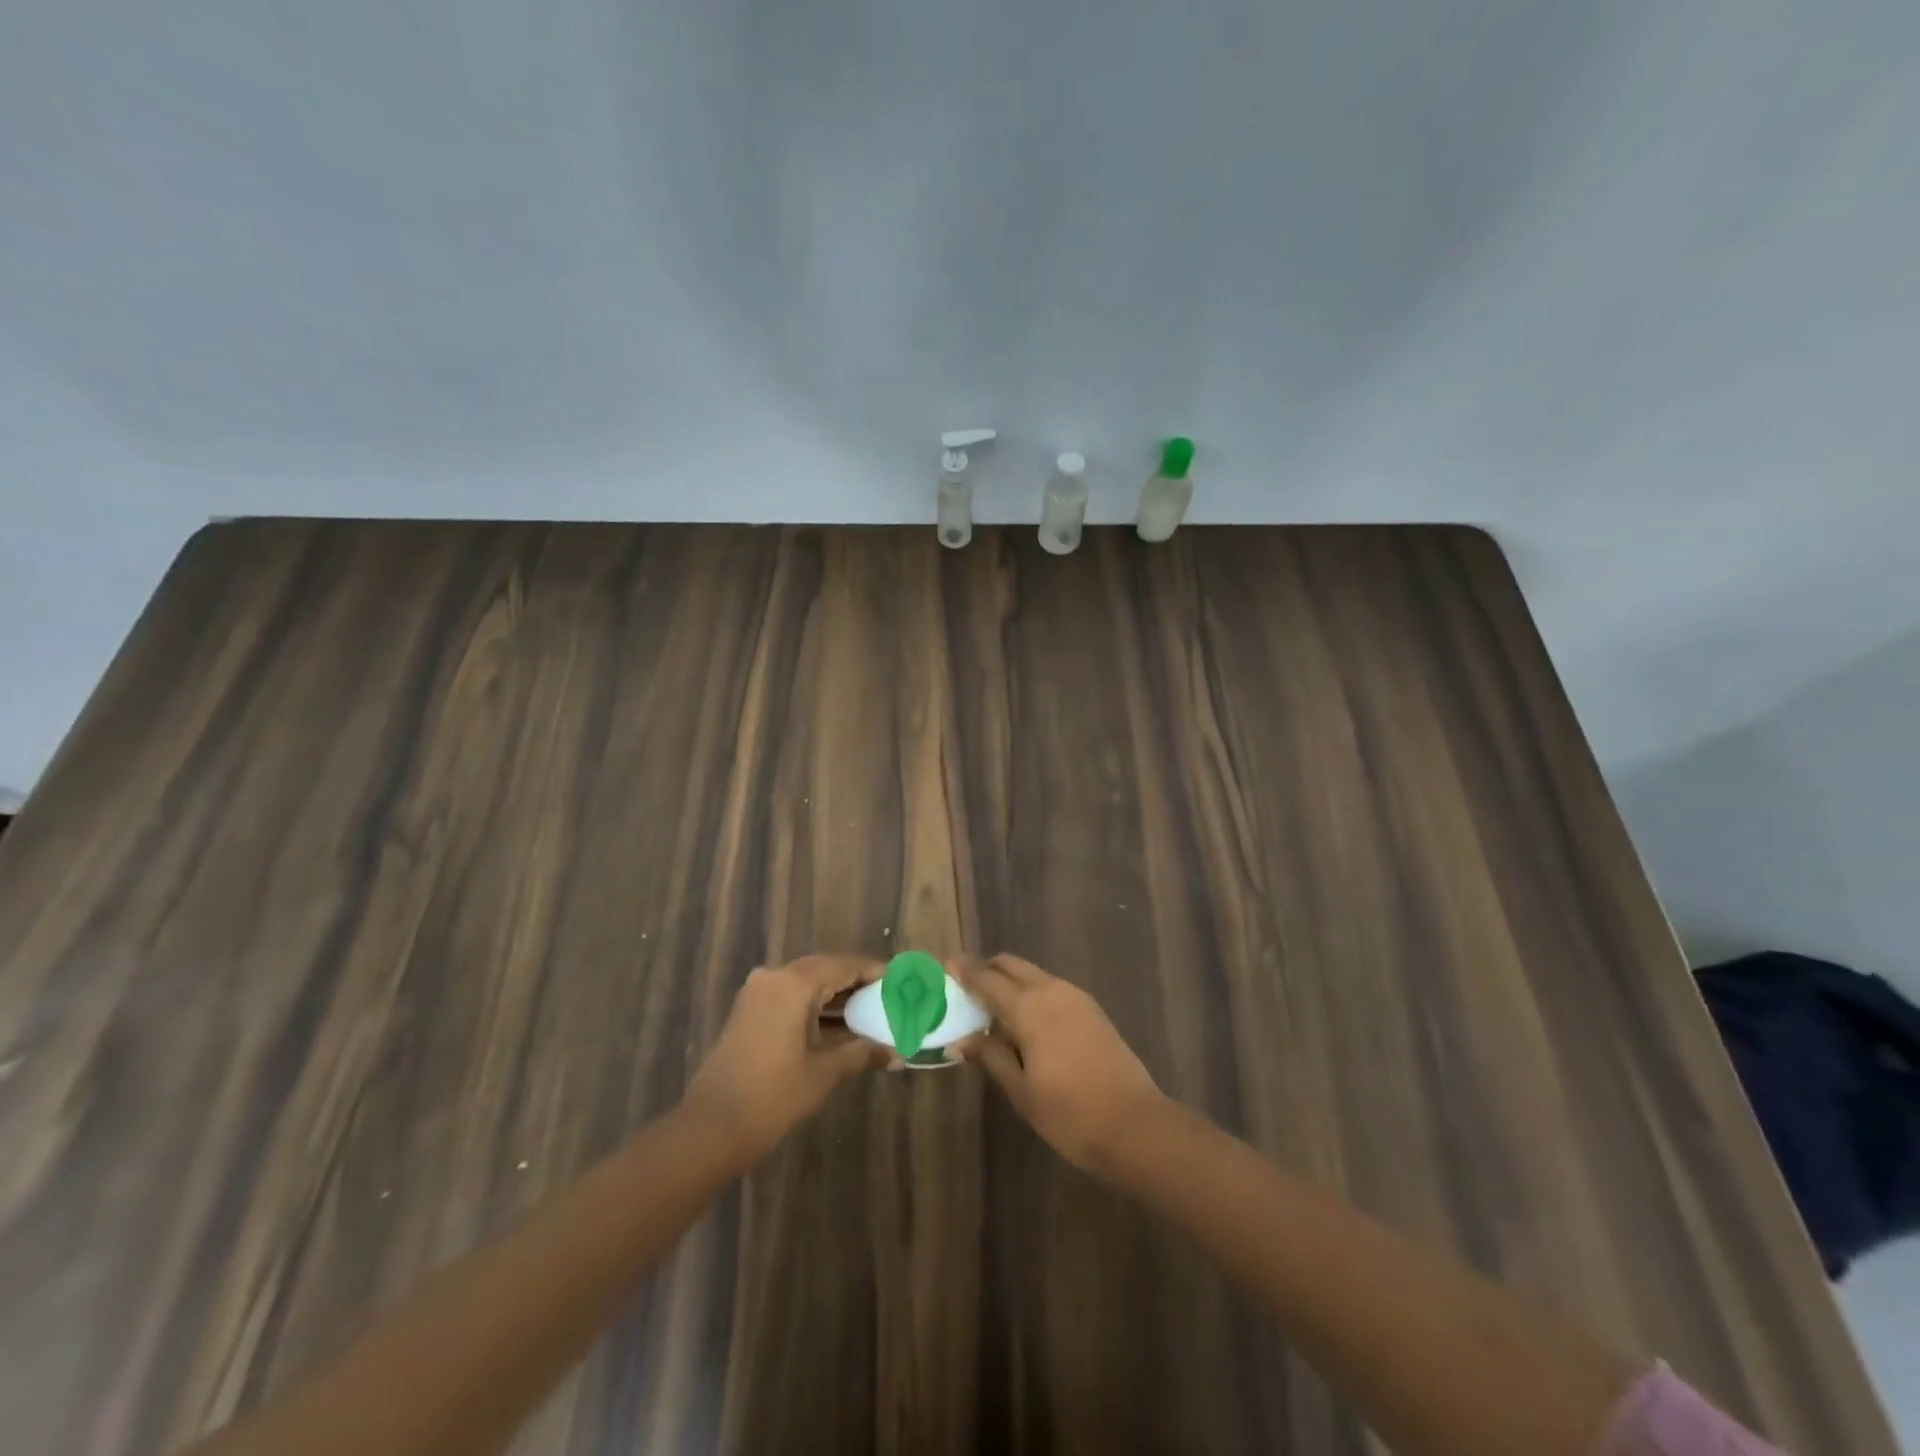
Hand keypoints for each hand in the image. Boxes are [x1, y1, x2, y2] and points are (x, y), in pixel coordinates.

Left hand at [682, 954, 890, 1160]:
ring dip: (837, 996)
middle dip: (857, 982)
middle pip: (825, 969)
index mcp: (794, 983)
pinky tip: (839, 1026)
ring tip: (871, 1012)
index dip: (875, 971)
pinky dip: (816, 1007)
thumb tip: (898, 1054)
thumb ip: (861, 1053)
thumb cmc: (772, 1096)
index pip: (844, 965)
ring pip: (807, 983)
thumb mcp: (823, 1073)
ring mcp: (758, 993)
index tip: (902, 980)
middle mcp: (775, 977)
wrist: (710, 1128)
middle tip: (889, 996)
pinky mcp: (750, 1011)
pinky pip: (791, 996)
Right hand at [954, 955, 1165, 1173]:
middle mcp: (1051, 990)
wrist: (1136, 1126)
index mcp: (1028, 1007)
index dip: (963, 971)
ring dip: (1010, 981)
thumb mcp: (1021, 1090)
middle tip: (966, 988)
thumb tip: (962, 1039)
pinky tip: (1025, 1023)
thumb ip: (990, 1056)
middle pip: (1011, 965)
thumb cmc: (1070, 1113)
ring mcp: (1076, 997)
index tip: (944, 966)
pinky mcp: (1092, 1010)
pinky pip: (1051, 988)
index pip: (986, 978)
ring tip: (992, 1010)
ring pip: (1033, 974)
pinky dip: (1031, 993)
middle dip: (987, 970)